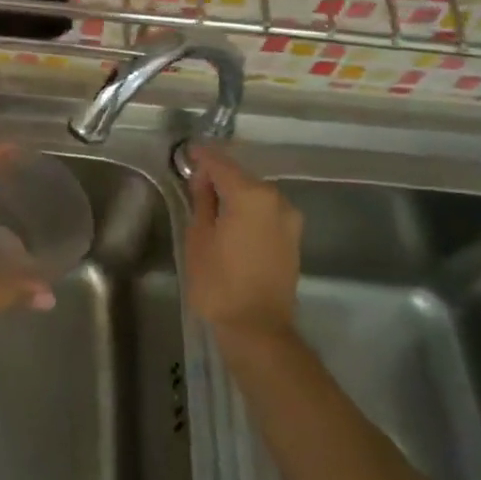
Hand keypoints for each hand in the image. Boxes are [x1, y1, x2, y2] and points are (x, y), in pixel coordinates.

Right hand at [185, 146, 301, 339]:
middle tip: (194, 181)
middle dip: (219, 176)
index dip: (202, 156)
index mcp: (250, 195)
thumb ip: (202, 201)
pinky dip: (248, 210)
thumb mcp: (198, 238)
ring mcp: (289, 219)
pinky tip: (231, 220)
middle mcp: (276, 199)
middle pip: (242, 177)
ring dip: (235, 194)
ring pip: (256, 195)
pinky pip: (266, 212)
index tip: (187, 151)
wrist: (257, 328)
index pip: (221, 164)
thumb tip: (204, 180)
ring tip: (211, 202)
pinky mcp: (293, 238)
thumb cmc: (218, 282)